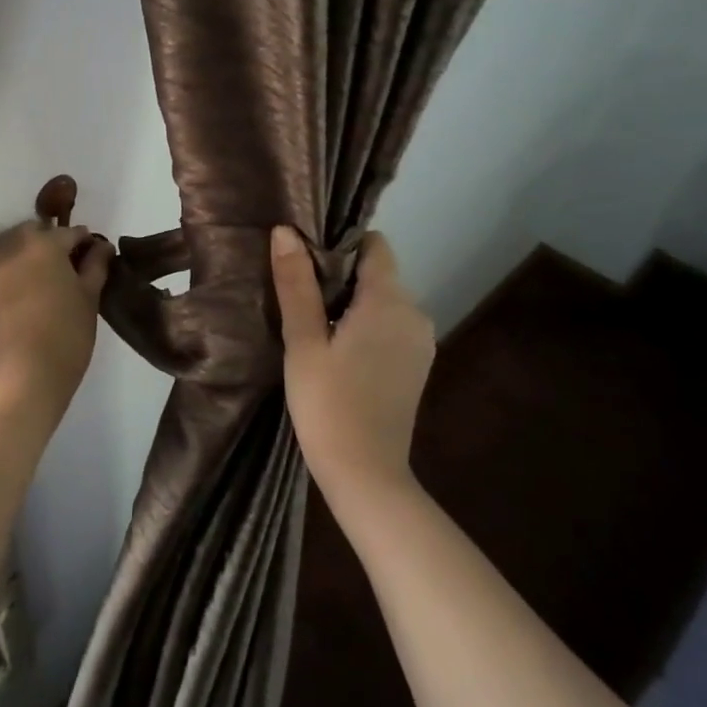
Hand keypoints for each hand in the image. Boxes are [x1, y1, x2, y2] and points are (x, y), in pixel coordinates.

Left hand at [0, 221, 113, 416]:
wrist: (28, 375)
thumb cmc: (68, 332)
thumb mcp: (90, 296)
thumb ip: (96, 265)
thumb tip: (102, 246)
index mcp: (45, 245)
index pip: (71, 232)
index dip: (89, 242)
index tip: (102, 257)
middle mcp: (18, 251)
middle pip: (40, 234)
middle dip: (59, 242)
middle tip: (80, 265)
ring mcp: (2, 272)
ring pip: (24, 251)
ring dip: (42, 256)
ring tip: (64, 281)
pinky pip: (15, 270)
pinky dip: (30, 273)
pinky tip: (46, 293)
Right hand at [271, 227, 434, 511]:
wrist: (366, 474)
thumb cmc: (328, 404)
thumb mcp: (303, 341)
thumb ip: (297, 284)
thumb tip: (286, 232)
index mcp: (390, 301)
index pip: (375, 244)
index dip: (340, 243)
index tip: (306, 259)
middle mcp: (415, 313)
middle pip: (378, 272)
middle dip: (341, 275)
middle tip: (298, 295)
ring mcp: (421, 341)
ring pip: (384, 300)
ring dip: (352, 303)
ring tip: (313, 324)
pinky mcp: (417, 364)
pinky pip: (390, 326)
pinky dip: (366, 325)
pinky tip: (337, 350)